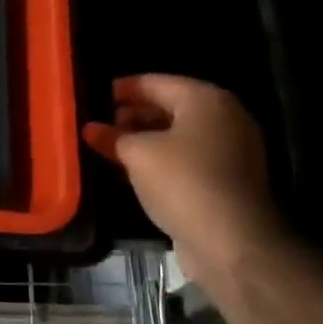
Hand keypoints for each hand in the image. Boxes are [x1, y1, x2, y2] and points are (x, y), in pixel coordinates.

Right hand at [83, 75, 283, 278]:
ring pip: (180, 135)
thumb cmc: (182, 182)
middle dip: (134, 114)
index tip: (96, 95)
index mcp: (206, 99)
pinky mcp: (229, 179)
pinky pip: (189, 158)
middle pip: (171, 107)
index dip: (124, 89)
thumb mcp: (138, 155)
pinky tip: (136, 171)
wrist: (231, 240)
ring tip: (112, 147)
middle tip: (101, 124)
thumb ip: (113, 137)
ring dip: (147, 139)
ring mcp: (232, 150)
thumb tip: (90, 128)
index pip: (156, 82)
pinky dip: (163, 159)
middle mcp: (225, 117)